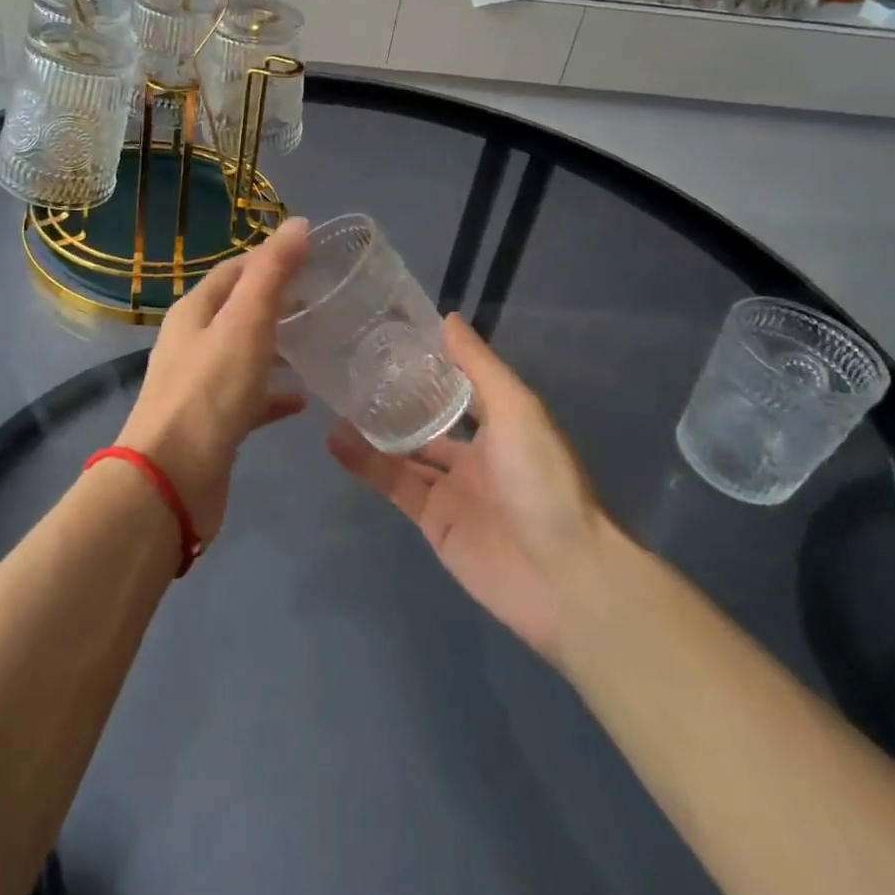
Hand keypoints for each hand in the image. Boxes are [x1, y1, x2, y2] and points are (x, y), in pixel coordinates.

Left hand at [114, 216, 310, 542]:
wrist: (171, 481)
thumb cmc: (210, 392)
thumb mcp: (245, 323)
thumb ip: (272, 273)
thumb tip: (298, 224)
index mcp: (195, 311)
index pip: (234, 270)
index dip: (270, 258)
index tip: (313, 257)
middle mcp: (193, 342)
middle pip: (239, 310)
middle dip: (278, 301)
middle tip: (324, 300)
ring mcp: (201, 384)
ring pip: (246, 353)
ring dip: (278, 345)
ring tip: (321, 343)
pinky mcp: (214, 423)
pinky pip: (250, 397)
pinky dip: (275, 393)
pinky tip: (304, 400)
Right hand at [329, 314, 611, 663]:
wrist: (562, 576)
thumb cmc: (542, 479)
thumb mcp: (515, 408)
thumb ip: (478, 365)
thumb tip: (447, 318)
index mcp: (500, 423)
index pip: (457, 386)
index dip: (427, 366)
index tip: (387, 338)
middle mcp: (475, 453)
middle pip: (426, 420)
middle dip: (393, 399)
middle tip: (348, 370)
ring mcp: (452, 489)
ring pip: (403, 452)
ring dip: (371, 431)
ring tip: (332, 402)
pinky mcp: (432, 521)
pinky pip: (394, 485)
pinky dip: (366, 465)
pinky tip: (337, 442)